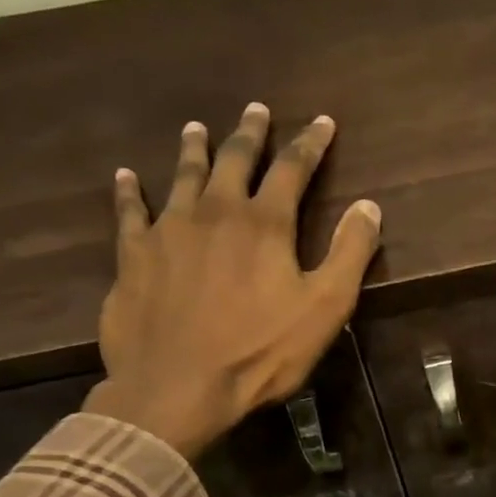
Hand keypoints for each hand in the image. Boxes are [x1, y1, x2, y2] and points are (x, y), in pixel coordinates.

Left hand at [83, 103, 381, 458]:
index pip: (293, 169)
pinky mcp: (134, 255)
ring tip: (197, 128)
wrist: (178, 386)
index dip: (310, 143)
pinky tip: (126, 177)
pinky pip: (130, 212)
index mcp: (264, 224)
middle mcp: (215, 211)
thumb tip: (369, 206)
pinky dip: (129, 191)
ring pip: (182, 176)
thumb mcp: (325, 308)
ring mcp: (169, 230)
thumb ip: (349, 253)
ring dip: (193, 149)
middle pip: (235, 160)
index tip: (322, 122)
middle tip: (257, 110)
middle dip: (250, 134)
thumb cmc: (260, 352)